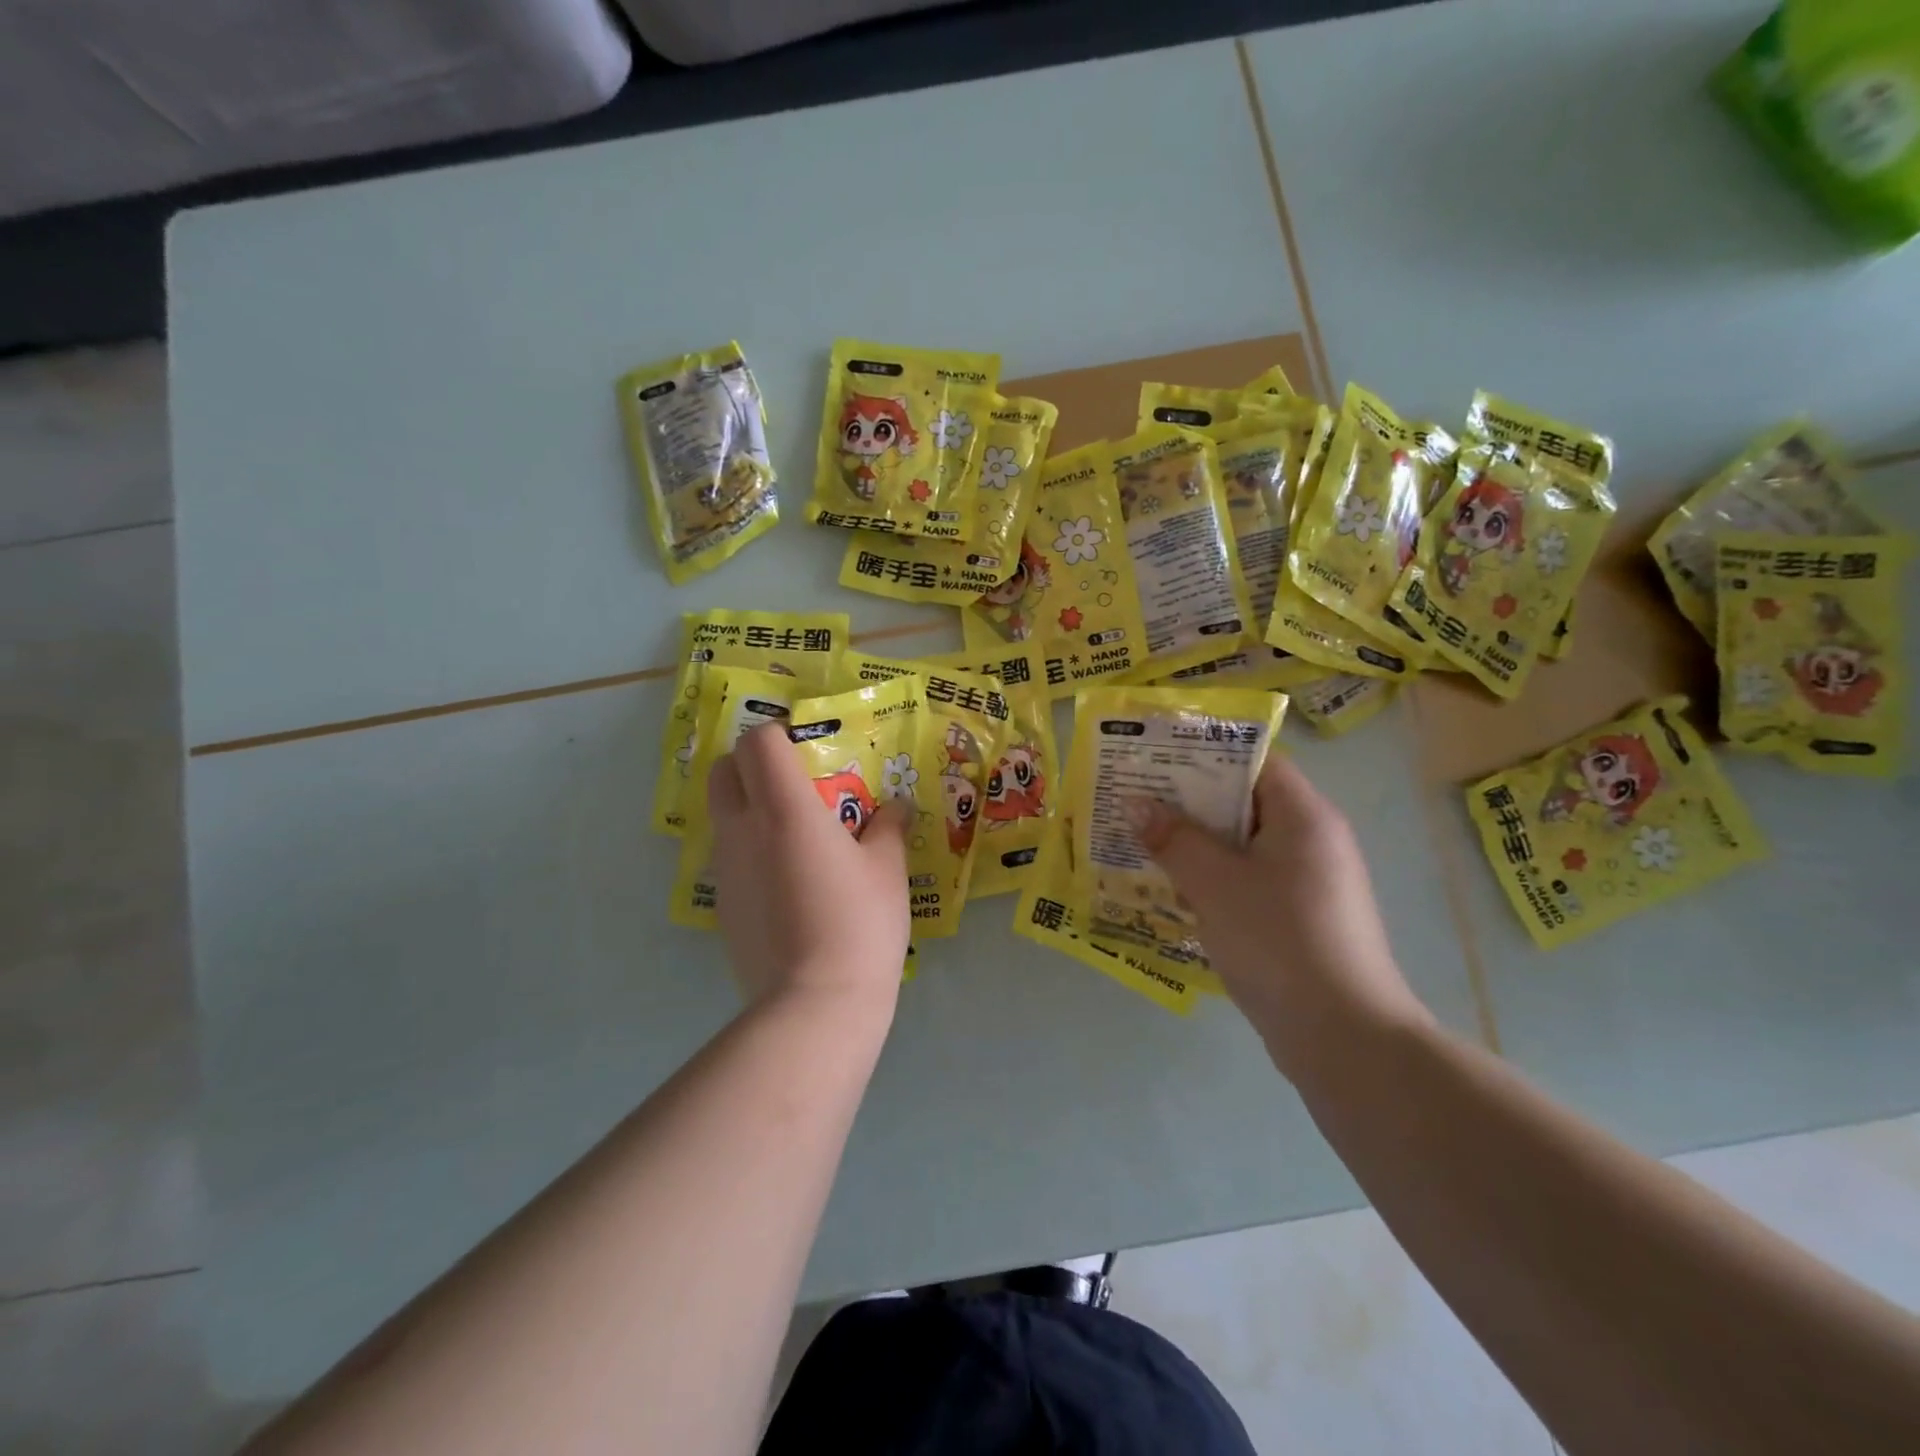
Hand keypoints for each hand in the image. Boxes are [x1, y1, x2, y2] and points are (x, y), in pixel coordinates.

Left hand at [707, 723, 911, 1014]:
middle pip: (724, 769)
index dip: (779, 733)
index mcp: (784, 809)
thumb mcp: (887, 869)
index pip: (757, 742)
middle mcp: (743, 829)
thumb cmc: (859, 924)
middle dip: (752, 763)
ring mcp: (725, 869)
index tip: (808, 747)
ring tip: (796, 835)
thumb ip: (888, 828)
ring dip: (750, 806)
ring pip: (723, 813)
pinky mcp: (721, 905)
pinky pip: (729, 856)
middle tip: (796, 783)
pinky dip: (750, 849)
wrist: (815, 1005)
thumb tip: (895, 808)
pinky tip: (787, 881)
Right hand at [1132, 752, 1428, 1074]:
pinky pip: (1248, 882)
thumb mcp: (1215, 882)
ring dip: (1195, 844)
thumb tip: (1136, 803)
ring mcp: (1308, 883)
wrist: (1343, 1037)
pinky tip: (1172, 891)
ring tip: (1142, 842)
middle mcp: (1312, 841)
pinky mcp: (1298, 919)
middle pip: (1244, 803)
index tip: (1155, 759)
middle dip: (1188, 803)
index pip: (1254, 762)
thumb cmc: (1278, 939)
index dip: (1204, 754)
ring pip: (1242, 847)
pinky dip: (1212, 879)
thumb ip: (1174, 838)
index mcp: (1303, 816)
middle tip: (1136, 801)